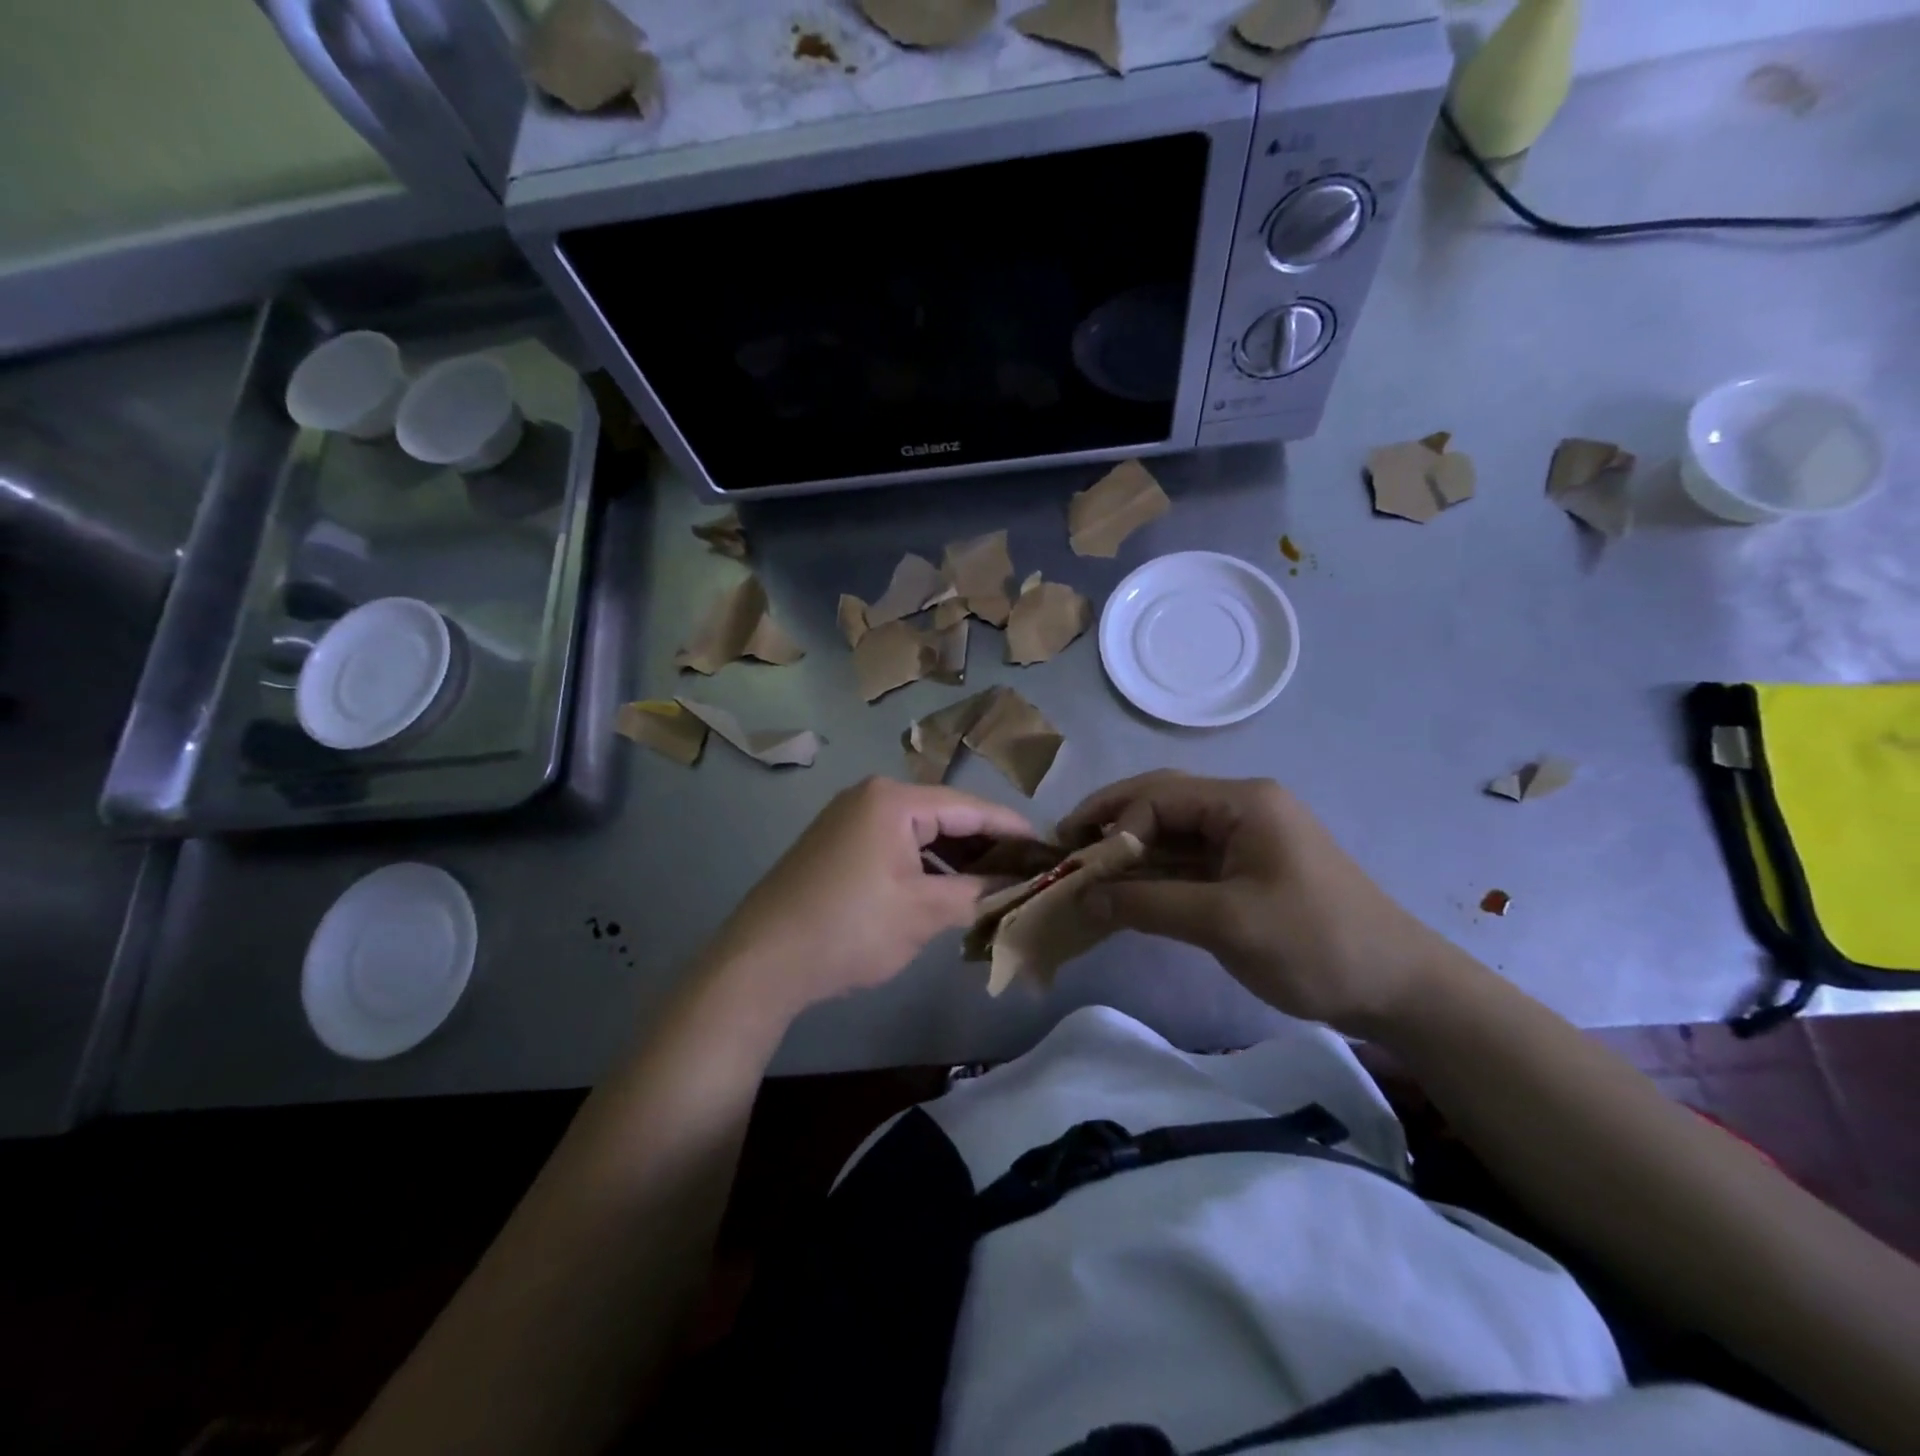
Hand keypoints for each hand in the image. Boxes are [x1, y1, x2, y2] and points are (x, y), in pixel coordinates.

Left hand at [700, 777, 1034, 1022]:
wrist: (761, 961)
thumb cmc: (850, 928)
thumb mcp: (923, 912)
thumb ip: (976, 893)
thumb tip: (1015, 887)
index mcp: (894, 800)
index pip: (969, 807)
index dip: (1012, 828)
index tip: (1048, 847)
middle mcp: (871, 798)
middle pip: (945, 816)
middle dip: (985, 846)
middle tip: (1026, 871)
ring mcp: (849, 820)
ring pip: (920, 834)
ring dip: (955, 859)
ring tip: (994, 886)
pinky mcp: (837, 846)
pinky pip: (895, 847)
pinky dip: (924, 867)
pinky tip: (947, 892)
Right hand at [1061, 771, 1463, 1034]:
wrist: (1400, 989)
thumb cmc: (1315, 944)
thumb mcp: (1225, 922)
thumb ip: (1148, 904)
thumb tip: (1082, 899)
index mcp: (1243, 801)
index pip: (1157, 797)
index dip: (1112, 825)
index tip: (1078, 864)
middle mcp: (1242, 807)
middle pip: (1161, 802)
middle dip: (1112, 824)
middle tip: (1067, 848)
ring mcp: (1247, 837)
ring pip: (1172, 832)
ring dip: (1130, 851)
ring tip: (1085, 871)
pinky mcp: (1249, 868)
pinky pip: (1189, 860)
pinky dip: (1155, 874)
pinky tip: (1126, 891)